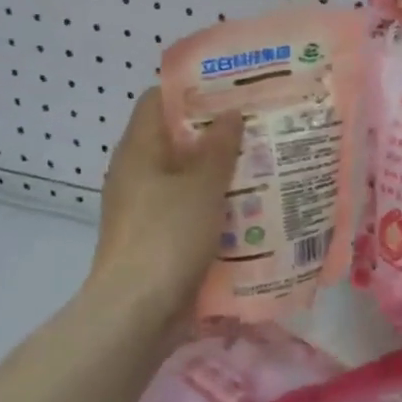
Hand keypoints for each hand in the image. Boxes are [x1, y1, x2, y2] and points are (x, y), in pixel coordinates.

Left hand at [85, 88, 243, 318]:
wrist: (137, 313)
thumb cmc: (167, 236)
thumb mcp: (201, 185)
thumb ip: (219, 147)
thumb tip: (231, 113)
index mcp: (138, 151)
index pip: (158, 101)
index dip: (192, 90)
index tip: (232, 88)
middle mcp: (137, 174)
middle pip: (176, 139)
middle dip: (217, 133)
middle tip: (260, 124)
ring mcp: (146, 209)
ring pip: (187, 177)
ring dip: (221, 172)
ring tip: (265, 162)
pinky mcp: (158, 239)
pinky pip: (190, 210)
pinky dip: (216, 205)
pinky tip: (251, 207)